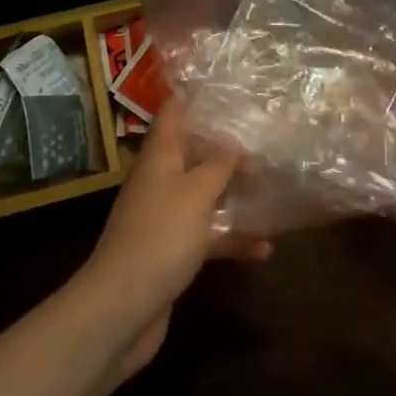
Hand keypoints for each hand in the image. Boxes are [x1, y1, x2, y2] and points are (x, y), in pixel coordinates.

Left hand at [75, 97, 271, 376]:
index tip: (227, 87)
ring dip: (235, 195)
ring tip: (274, 190)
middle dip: (228, 148)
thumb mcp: (196, 192)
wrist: (122, 308)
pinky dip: (233, 239)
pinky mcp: (173, 252)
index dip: (196, 96)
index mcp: (160, 156)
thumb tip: (236, 144)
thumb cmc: (160, 236)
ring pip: (205, 195)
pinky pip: (208, 236)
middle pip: (195, 152)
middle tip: (267, 142)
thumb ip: (220, 164)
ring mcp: (166, 217)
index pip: (174, 112)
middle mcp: (161, 180)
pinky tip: (265, 248)